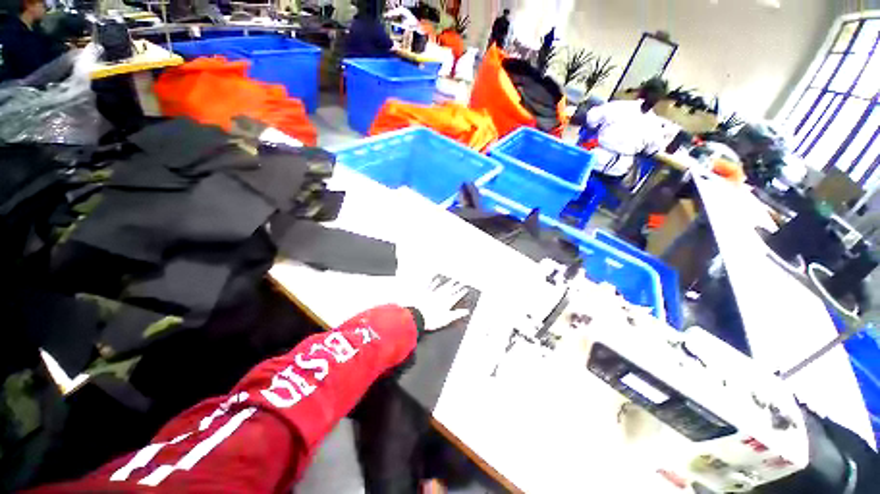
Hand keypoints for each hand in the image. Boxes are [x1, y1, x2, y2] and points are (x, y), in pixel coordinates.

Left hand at [415, 278, 471, 331]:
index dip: (462, 292)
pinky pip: (431, 285)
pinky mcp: (426, 292)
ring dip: (449, 282)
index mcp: (447, 302)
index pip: (457, 296)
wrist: (418, 317)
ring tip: (453, 279)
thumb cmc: (432, 319)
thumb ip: (457, 314)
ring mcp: (434, 293)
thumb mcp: (447, 319)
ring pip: (443, 286)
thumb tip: (465, 311)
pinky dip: (434, 281)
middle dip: (457, 286)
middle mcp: (441, 295)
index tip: (465, 289)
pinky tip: (436, 279)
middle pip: (451, 289)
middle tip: (461, 282)